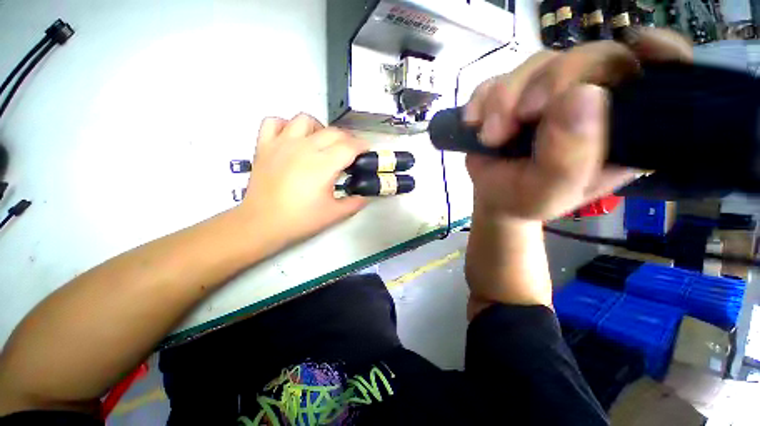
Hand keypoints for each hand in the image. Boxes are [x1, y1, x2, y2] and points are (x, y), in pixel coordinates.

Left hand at [239, 113, 368, 248]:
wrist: (262, 224)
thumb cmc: (301, 219)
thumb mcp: (335, 214)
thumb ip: (355, 202)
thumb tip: (366, 195)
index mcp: (323, 165)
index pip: (349, 146)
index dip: (362, 146)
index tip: (366, 151)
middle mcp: (304, 148)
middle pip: (333, 132)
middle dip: (347, 139)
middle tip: (349, 152)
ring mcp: (282, 143)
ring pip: (305, 119)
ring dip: (319, 128)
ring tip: (321, 143)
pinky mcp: (264, 145)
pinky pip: (274, 122)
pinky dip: (286, 125)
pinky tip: (292, 139)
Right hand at [464, 28, 691, 220]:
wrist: (493, 197)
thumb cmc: (525, 199)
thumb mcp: (550, 192)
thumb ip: (570, 158)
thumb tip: (582, 96)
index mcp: (620, 125)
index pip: (659, 72)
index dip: (658, 52)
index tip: (641, 47)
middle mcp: (592, 98)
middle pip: (589, 56)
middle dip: (548, 84)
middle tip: (518, 119)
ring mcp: (548, 91)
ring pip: (536, 64)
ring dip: (504, 100)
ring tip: (490, 137)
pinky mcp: (513, 92)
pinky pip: (496, 78)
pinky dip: (481, 100)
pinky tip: (474, 124)